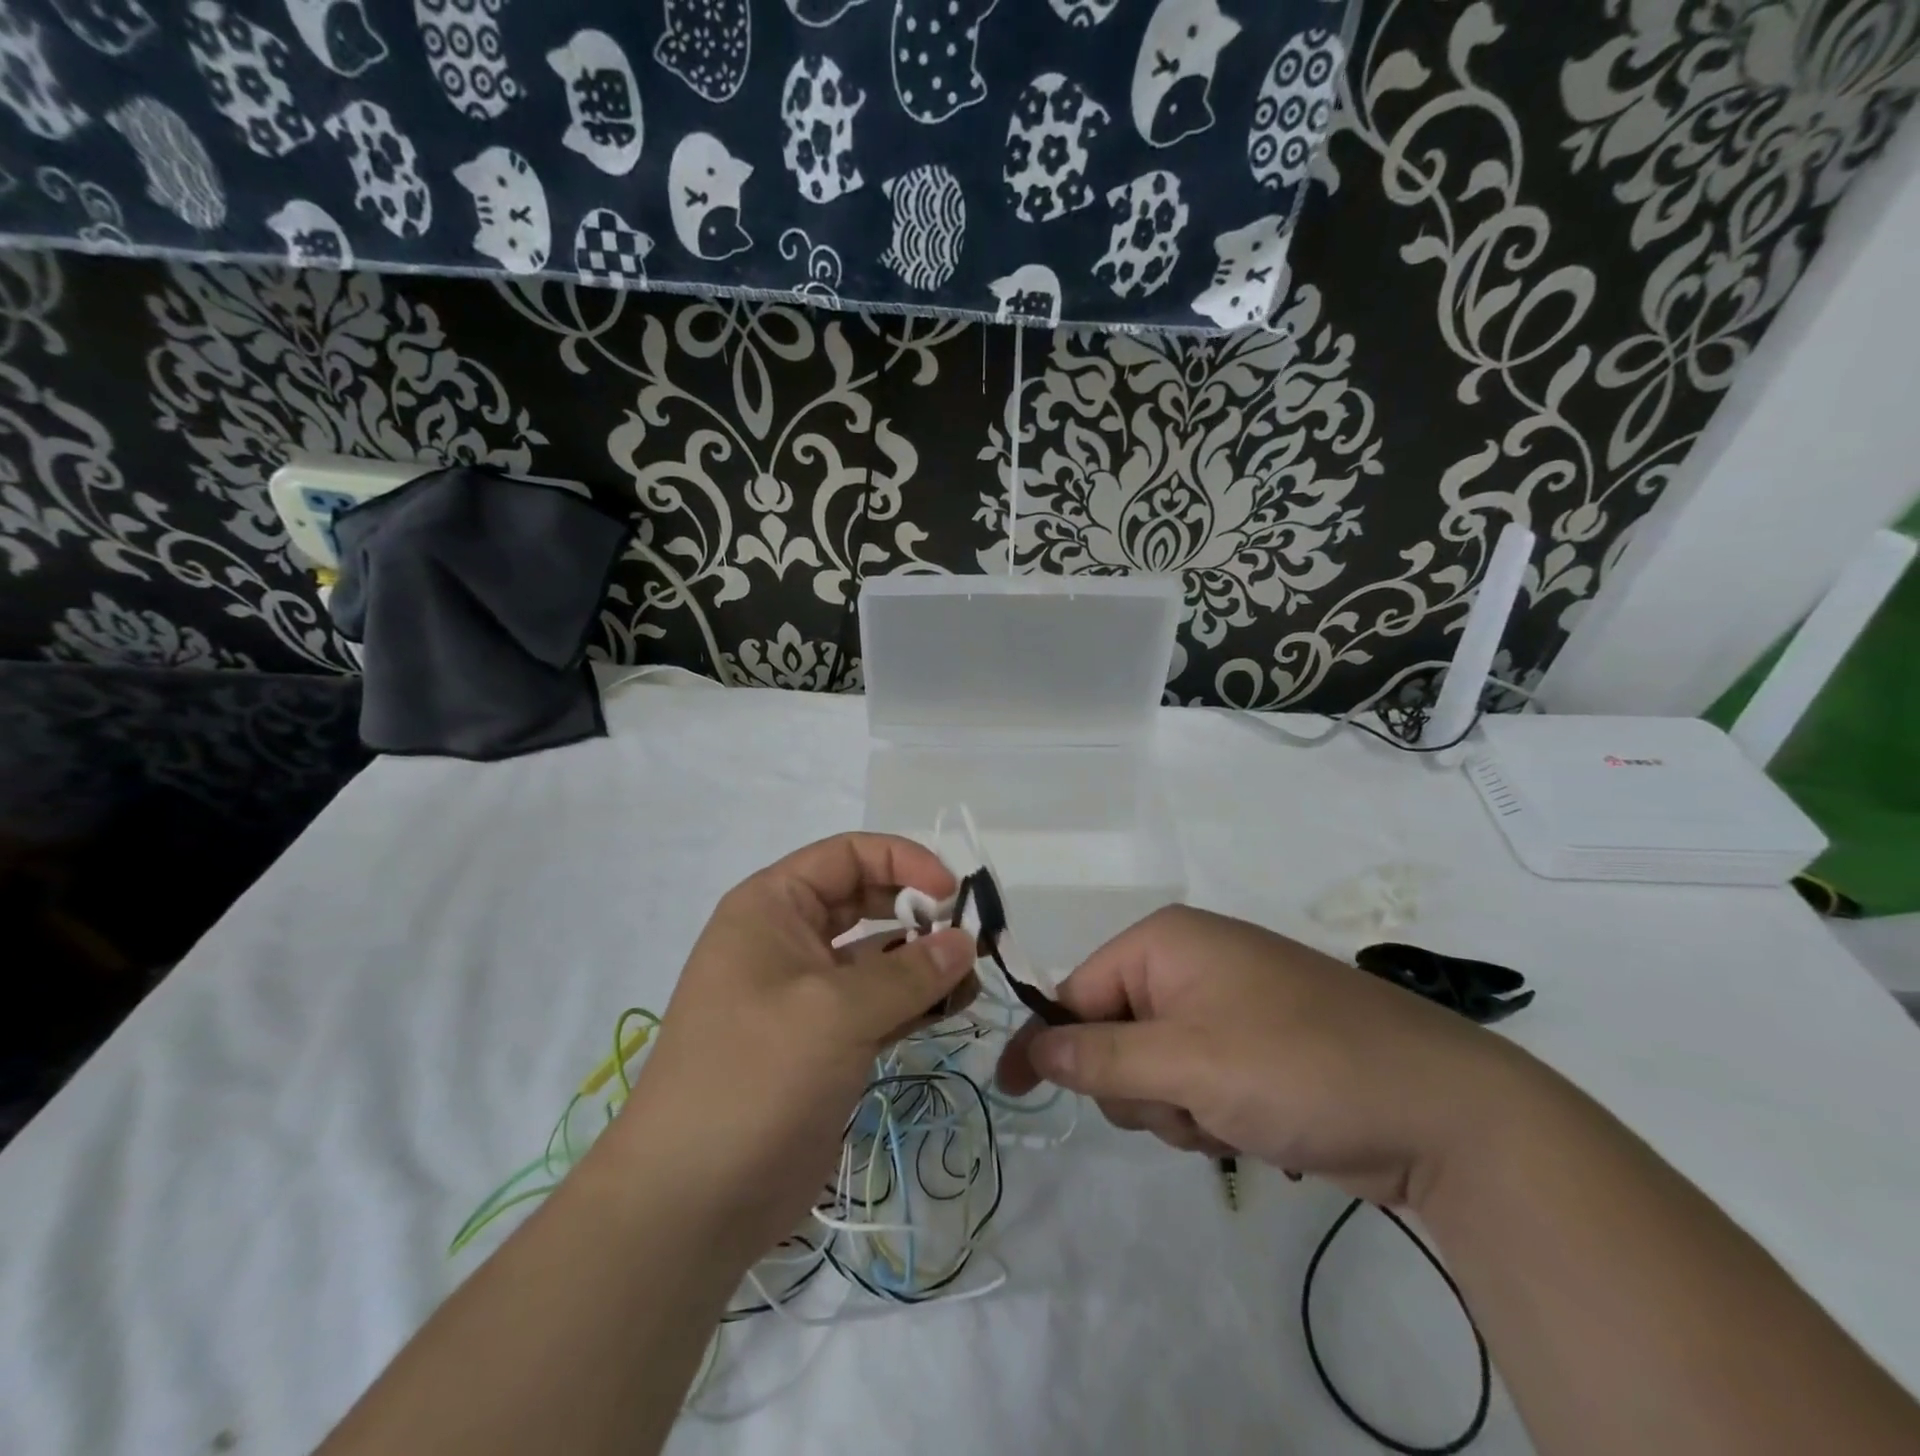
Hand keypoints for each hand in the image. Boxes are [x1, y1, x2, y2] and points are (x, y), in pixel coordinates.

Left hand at [609, 833, 975, 1263]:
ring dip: (924, 962)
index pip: (847, 855)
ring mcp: (805, 994)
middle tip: (970, 937)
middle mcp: (787, 939)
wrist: (692, 1200)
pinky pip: (878, 1004)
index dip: (904, 860)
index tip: (953, 892)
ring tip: (971, 980)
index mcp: (772, 907)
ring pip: (877, 957)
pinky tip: (953, 1008)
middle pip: (866, 901)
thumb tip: (965, 942)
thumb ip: (908, 973)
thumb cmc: (756, 1076)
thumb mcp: (835, 1012)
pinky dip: (914, 1002)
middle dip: (918, 912)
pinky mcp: (823, 1042)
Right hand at [996, 905, 1527, 1207]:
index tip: (1014, 1091)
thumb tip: (1031, 1050)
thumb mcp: (1187, 1064)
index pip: (1076, 989)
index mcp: (1165, 942)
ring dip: (1174, 1107)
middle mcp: (1188, 962)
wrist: (1442, 1111)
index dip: (1047, 1042)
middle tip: (1183, 1106)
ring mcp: (1222, 1005)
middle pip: (1110, 1032)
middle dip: (1134, 1085)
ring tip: (1229, 1119)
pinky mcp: (1250, 1047)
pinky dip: (1206, 1113)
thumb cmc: (1298, 1066)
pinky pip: (1192, 1082)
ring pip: (1150, 1067)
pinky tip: (1252, 1127)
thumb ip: (1100, 1057)